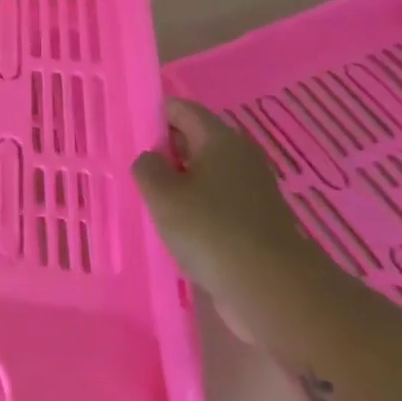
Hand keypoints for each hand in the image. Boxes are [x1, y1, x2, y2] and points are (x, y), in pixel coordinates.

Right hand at [132, 99, 334, 306]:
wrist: (273, 290)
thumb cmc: (211, 230)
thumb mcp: (162, 194)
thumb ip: (147, 167)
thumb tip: (152, 159)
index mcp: (220, 139)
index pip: (180, 109)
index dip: (152, 116)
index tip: (127, 135)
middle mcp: (240, 157)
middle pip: (193, 140)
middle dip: (163, 151)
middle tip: (131, 168)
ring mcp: (251, 191)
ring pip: (203, 174)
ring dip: (177, 183)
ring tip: (148, 199)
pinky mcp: (255, 222)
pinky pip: (216, 202)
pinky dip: (195, 208)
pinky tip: (175, 227)